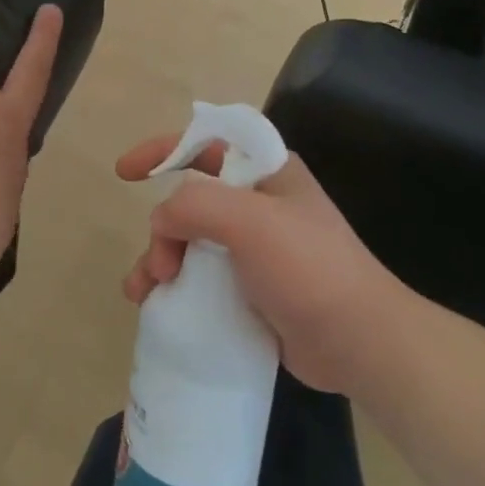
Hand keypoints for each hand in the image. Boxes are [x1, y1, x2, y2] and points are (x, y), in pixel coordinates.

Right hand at [116, 136, 402, 393]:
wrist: (359, 343)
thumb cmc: (308, 268)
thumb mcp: (250, 221)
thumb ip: (196, 204)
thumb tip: (162, 220)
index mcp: (266, 172)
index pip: (206, 143)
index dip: (164, 149)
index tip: (125, 171)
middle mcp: (258, 204)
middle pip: (190, 200)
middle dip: (162, 228)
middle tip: (161, 266)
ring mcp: (255, 248)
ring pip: (189, 242)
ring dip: (159, 261)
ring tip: (141, 294)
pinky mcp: (252, 288)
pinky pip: (201, 277)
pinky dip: (175, 287)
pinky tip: (157, 308)